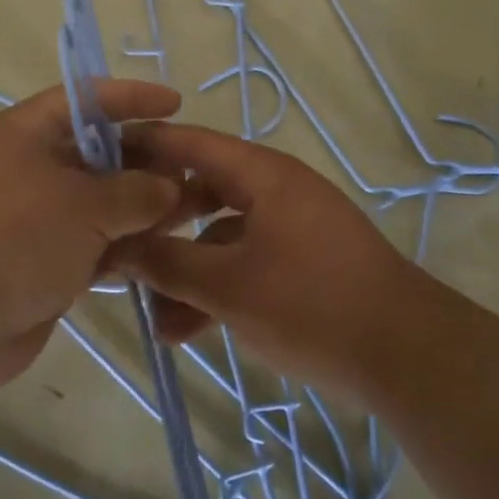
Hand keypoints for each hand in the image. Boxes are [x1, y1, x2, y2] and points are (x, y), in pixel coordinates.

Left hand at [0, 80, 183, 386]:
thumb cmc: (14, 238)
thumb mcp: (84, 205)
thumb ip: (136, 192)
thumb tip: (170, 188)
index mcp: (29, 133)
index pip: (88, 100)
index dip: (132, 98)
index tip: (175, 103)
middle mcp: (32, 168)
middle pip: (100, 154)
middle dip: (148, 161)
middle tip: (197, 172)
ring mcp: (37, 218)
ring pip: (102, 203)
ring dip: (144, 208)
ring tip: (195, 213)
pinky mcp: (44, 262)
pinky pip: (94, 244)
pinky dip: (125, 247)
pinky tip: (164, 252)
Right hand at [113, 123, 441, 399]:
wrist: (405, 355)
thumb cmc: (311, 305)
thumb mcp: (228, 285)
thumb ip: (166, 262)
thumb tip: (114, 246)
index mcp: (261, 175)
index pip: (188, 142)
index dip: (140, 147)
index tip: (94, 160)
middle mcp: (274, 190)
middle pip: (199, 188)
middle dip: (155, 219)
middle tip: (112, 240)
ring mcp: (289, 227)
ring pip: (219, 234)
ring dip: (182, 266)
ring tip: (146, 309)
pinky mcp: (299, 263)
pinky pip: (243, 263)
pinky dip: (214, 288)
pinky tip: (183, 330)